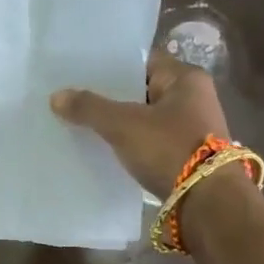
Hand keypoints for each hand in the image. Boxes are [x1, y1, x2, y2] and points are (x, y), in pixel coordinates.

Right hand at [50, 49, 229, 196]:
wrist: (207, 202)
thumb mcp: (124, 125)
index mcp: (186, 78)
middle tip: (77, 100)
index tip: (82, 74)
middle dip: (112, 97)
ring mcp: (193, 128)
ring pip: (146, 119)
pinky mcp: (187, 156)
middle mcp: (194, 98)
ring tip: (84, 125)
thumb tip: (56, 96)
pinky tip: (107, 151)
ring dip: (121, 123)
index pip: (143, 62)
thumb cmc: (169, 150)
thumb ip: (90, 108)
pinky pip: (152, 142)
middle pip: (143, 91)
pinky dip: (132, 144)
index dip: (112, 68)